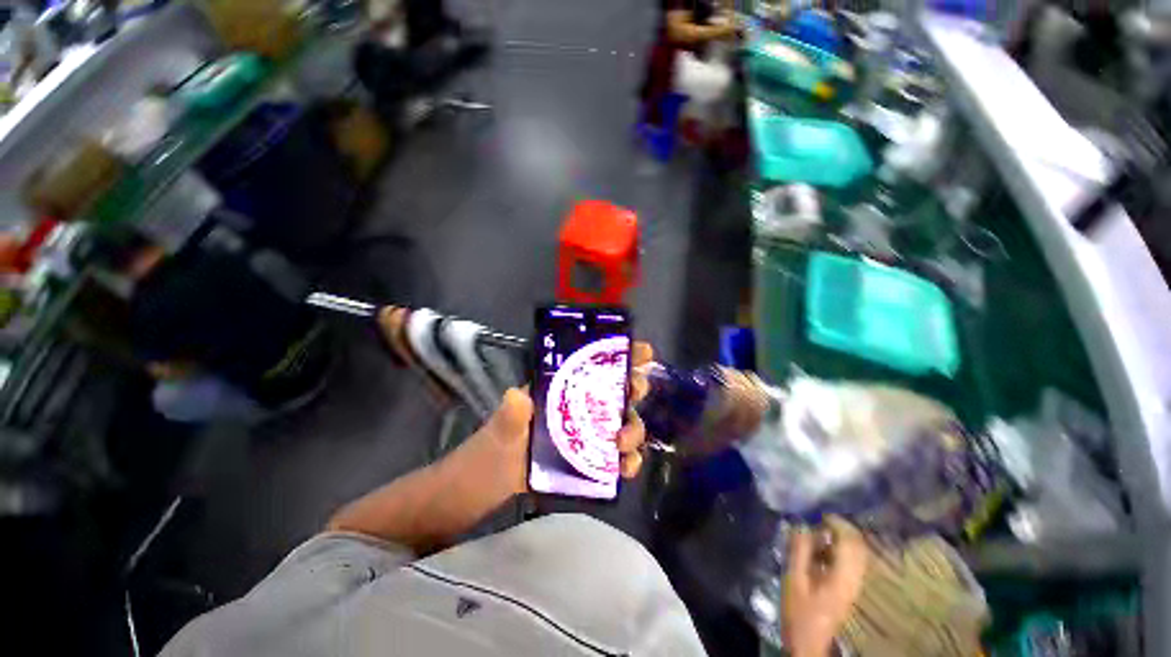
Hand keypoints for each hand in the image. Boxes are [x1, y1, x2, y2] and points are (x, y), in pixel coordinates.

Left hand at [441, 342, 653, 506]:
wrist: (492, 482)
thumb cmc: (496, 446)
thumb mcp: (502, 426)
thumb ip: (510, 413)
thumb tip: (517, 396)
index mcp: (563, 389)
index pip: (595, 364)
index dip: (622, 354)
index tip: (643, 351)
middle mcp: (581, 406)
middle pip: (618, 391)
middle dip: (634, 387)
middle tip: (635, 392)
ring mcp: (589, 433)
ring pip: (624, 423)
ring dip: (634, 429)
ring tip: (622, 443)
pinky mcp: (591, 459)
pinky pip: (618, 456)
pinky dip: (629, 461)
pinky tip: (626, 468)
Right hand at [782, 517, 868, 656]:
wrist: (809, 642)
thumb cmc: (799, 611)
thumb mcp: (793, 579)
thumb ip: (799, 550)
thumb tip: (800, 523)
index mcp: (843, 576)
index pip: (850, 541)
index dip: (836, 522)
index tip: (817, 513)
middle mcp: (855, 578)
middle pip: (858, 545)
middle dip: (839, 528)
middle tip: (816, 520)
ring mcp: (854, 584)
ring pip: (855, 552)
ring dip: (838, 539)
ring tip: (815, 533)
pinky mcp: (849, 588)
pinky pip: (850, 561)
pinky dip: (837, 549)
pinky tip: (819, 550)